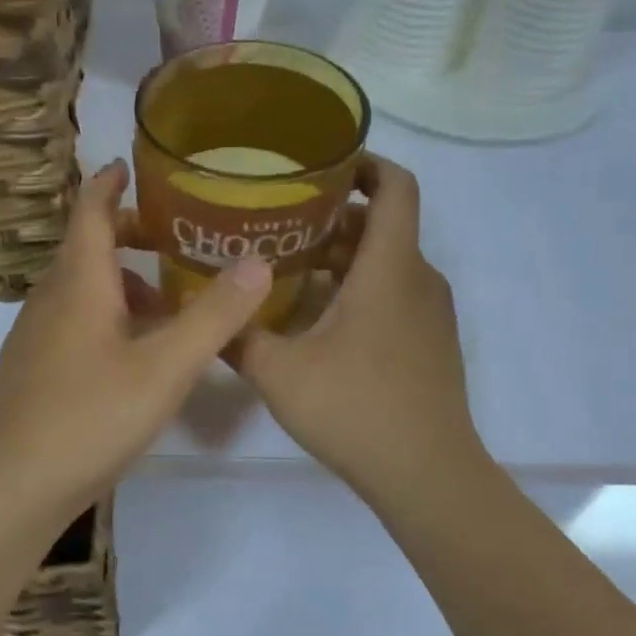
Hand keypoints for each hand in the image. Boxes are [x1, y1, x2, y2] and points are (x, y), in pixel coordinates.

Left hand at [0, 160, 271, 514]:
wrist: (21, 483)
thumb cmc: (94, 415)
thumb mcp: (166, 366)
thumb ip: (214, 315)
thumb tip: (257, 262)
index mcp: (78, 284)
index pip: (88, 213)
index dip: (107, 185)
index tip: (127, 166)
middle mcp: (49, 300)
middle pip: (83, 249)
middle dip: (123, 236)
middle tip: (168, 238)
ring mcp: (34, 337)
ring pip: (77, 290)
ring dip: (116, 283)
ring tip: (162, 304)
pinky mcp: (31, 370)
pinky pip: (69, 322)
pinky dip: (102, 316)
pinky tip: (128, 353)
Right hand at [235, 155, 482, 505]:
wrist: (426, 473)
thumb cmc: (355, 408)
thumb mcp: (280, 372)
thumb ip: (238, 337)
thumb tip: (205, 314)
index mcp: (390, 268)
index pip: (396, 186)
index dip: (365, 163)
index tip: (322, 164)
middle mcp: (419, 279)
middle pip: (384, 225)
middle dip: (335, 217)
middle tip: (281, 223)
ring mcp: (431, 315)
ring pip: (389, 264)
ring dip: (345, 258)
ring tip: (290, 269)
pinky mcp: (431, 345)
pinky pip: (396, 296)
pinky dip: (361, 290)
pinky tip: (319, 320)